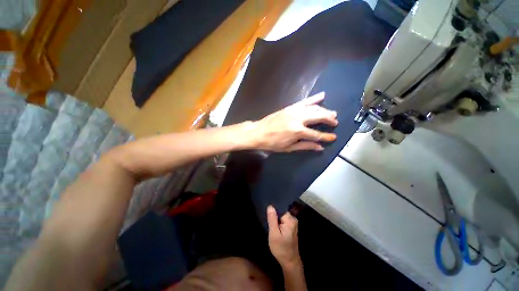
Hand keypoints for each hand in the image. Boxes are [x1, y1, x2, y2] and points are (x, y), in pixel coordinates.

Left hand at [247, 92, 337, 151]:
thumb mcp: (289, 148)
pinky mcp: (290, 107)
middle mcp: (298, 119)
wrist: (258, 132)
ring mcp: (294, 111)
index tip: (333, 137)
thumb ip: (305, 146)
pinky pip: (304, 101)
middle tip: (335, 122)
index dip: (326, 137)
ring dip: (324, 110)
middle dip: (329, 119)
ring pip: (314, 108)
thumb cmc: (272, 143)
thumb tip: (319, 147)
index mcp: (297, 131)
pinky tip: (322, 96)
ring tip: (332, 113)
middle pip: (318, 117)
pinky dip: (314, 99)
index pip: (316, 135)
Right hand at [267, 205, 300, 268]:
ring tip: (269, 222)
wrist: (290, 262)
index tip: (267, 212)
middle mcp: (293, 219)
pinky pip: (283, 220)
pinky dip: (278, 222)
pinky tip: (274, 226)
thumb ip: (272, 219)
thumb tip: (270, 206)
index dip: (273, 209)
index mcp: (290, 219)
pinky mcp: (291, 227)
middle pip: (281, 211)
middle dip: (274, 214)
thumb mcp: (274, 234)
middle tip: (267, 219)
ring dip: (276, 218)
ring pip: (282, 216)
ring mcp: (293, 223)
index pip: (280, 208)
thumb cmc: (281, 248)